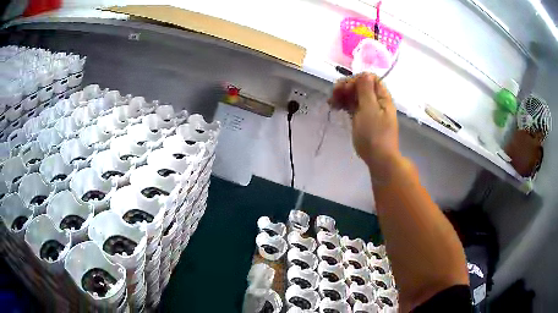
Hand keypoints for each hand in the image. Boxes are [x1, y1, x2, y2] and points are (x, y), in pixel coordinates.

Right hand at [329, 73, 400, 181]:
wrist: (379, 159)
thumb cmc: (374, 134)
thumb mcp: (370, 109)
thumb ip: (366, 90)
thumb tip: (365, 74)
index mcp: (382, 97)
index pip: (369, 79)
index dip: (356, 80)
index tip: (345, 88)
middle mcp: (377, 101)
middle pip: (361, 86)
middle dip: (347, 87)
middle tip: (334, 94)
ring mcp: (370, 111)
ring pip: (356, 96)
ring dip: (343, 96)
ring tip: (331, 102)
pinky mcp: (363, 120)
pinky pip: (353, 107)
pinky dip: (345, 105)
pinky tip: (335, 107)